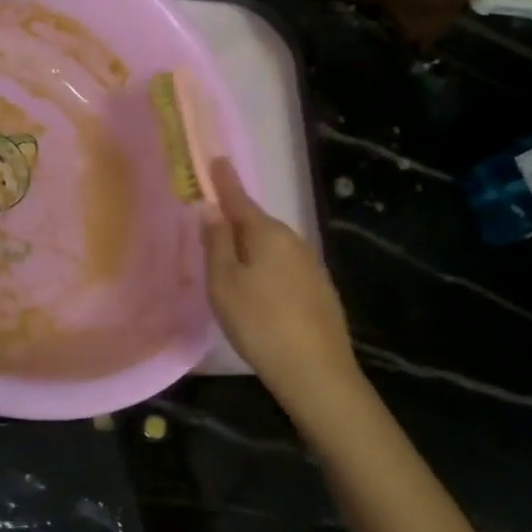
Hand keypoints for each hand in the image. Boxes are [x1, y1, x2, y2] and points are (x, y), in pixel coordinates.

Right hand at [203, 159, 360, 413]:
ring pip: (271, 247)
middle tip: (211, 227)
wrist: (317, 372)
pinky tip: (259, 292)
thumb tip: (211, 209)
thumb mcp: (224, 282)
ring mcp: (310, 265)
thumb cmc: (259, 322)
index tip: (217, 159)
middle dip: (235, 222)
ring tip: (230, 265)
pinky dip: (267, 269)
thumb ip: (216, 243)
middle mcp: (293, 241)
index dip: (225, 180)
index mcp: (267, 233)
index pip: (239, 198)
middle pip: (256, 223)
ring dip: (251, 249)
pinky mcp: (319, 290)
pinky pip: (284, 267)